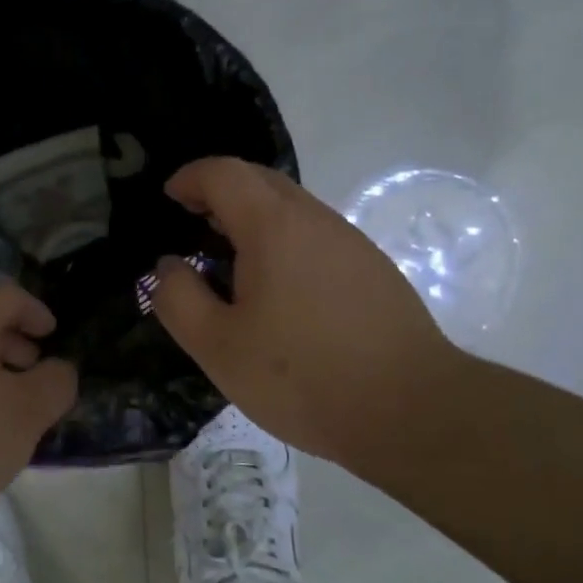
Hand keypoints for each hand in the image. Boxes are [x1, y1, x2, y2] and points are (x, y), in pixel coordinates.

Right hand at [151, 157, 466, 465]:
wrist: (414, 410)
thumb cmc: (303, 377)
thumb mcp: (218, 347)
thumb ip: (178, 298)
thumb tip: (168, 266)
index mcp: (273, 226)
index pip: (224, 172)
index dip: (190, 178)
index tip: (169, 199)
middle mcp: (314, 219)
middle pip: (260, 180)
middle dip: (220, 192)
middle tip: (193, 226)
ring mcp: (350, 241)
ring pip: (291, 207)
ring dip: (252, 218)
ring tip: (230, 263)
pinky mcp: (373, 268)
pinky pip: (315, 234)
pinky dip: (282, 241)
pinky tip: (278, 291)